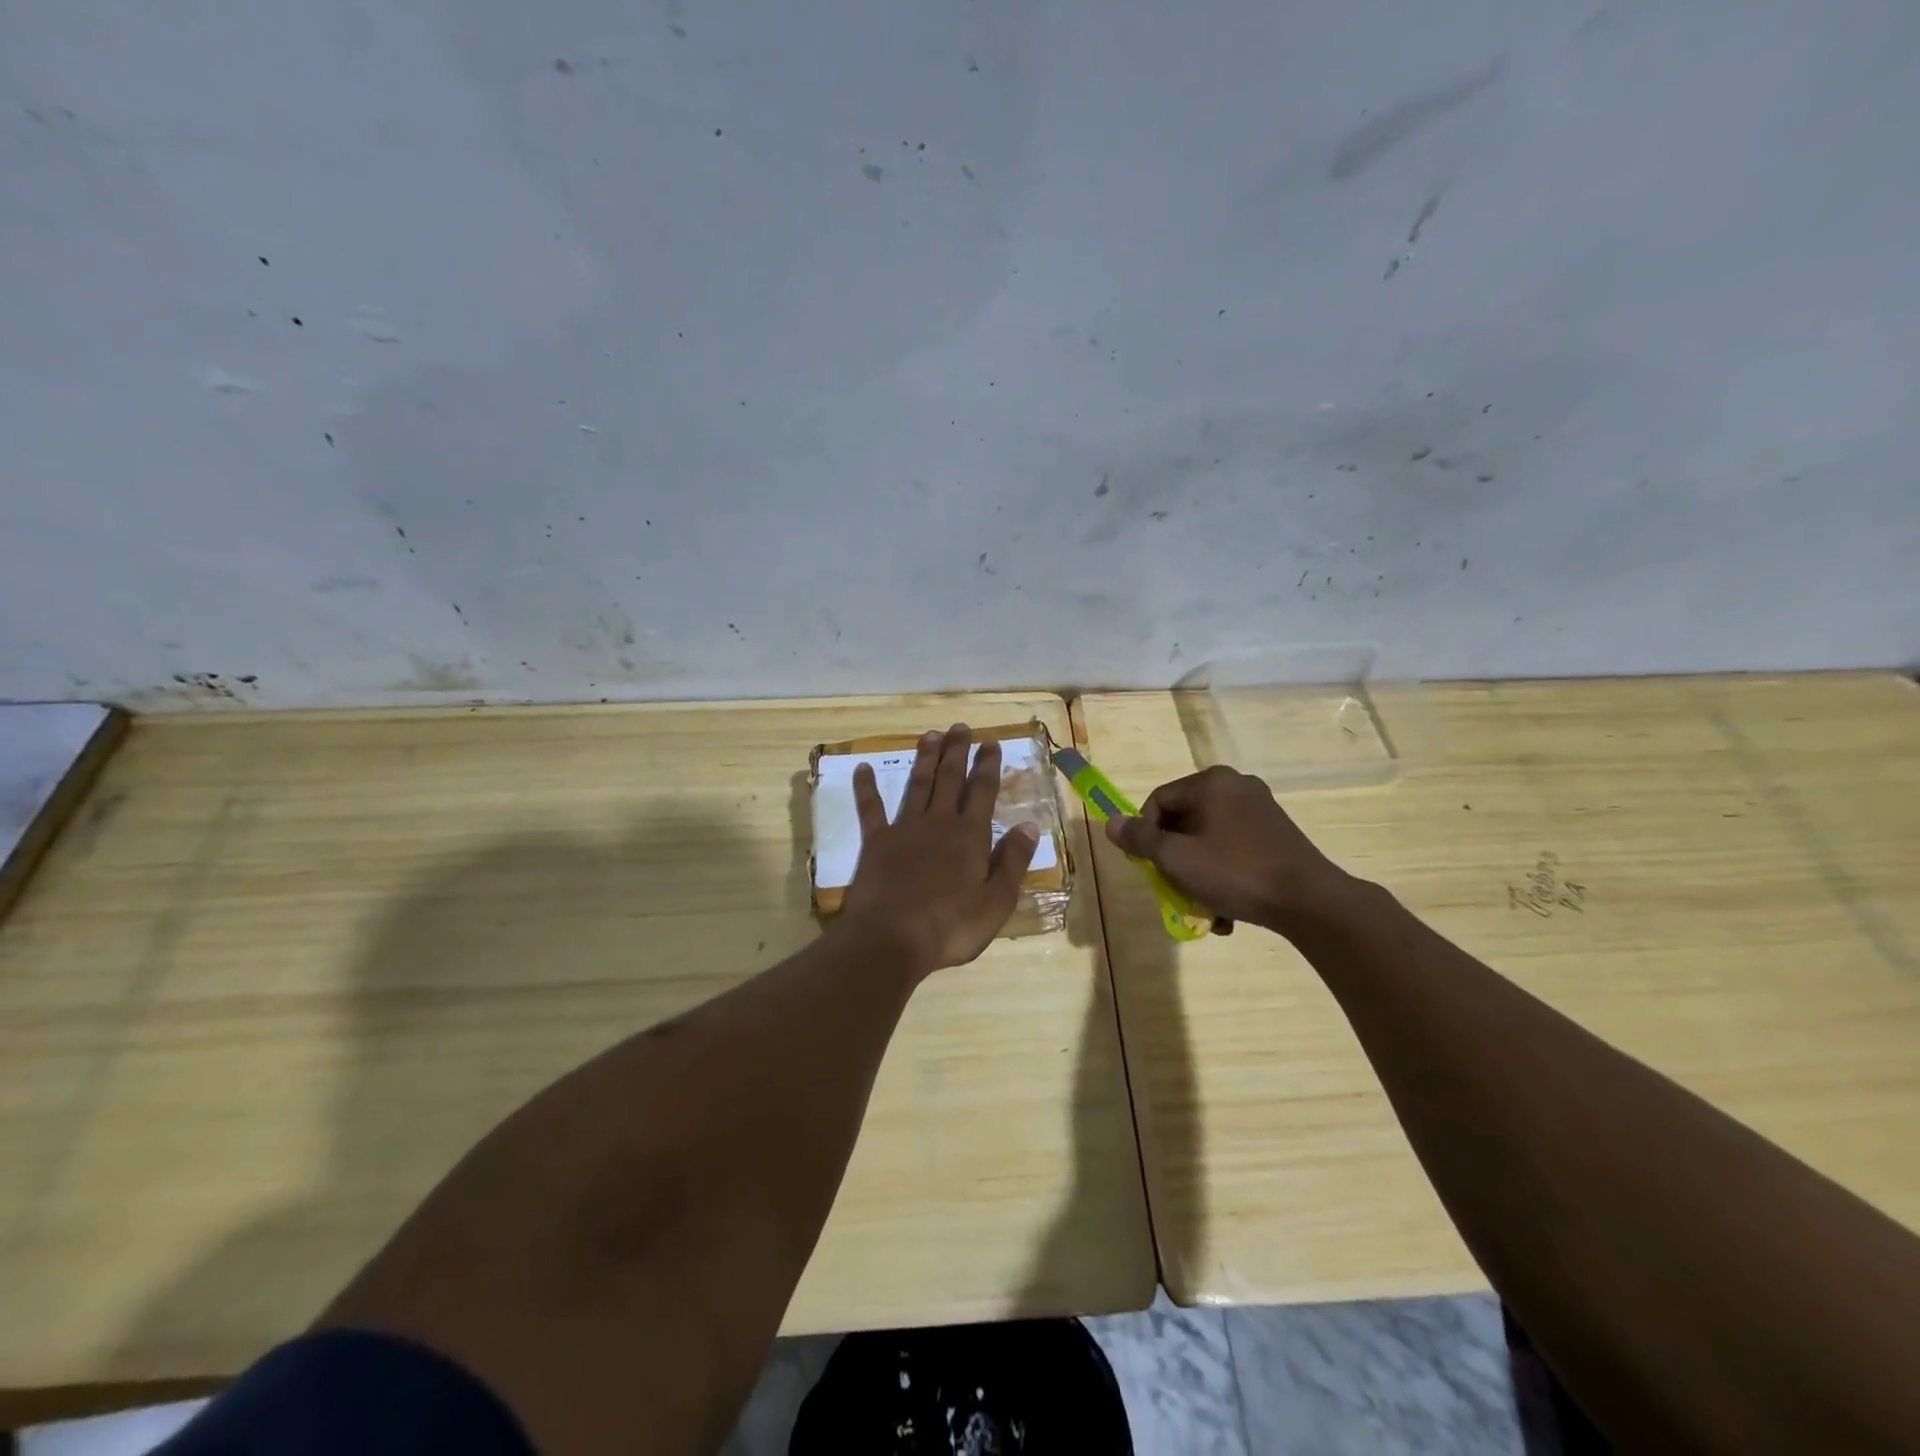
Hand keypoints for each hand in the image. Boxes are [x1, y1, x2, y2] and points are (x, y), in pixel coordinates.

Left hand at [840, 724, 1038, 975]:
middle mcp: (939, 823)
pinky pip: (870, 808)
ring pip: (917, 785)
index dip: (988, 765)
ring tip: (930, 735)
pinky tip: (862, 767)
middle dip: (957, 752)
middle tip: (960, 727)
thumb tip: (1030, 825)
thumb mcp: (996, 902)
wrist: (892, 938)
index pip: (983, 792)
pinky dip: (866, 787)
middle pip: (950, 779)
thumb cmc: (951, 927)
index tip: (991, 742)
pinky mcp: (876, 842)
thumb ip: (1013, 861)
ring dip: (925, 759)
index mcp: (970, 836)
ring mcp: (905, 829)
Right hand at [1105, 765, 1352, 934]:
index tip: (1148, 867)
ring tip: (1204, 909)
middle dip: (1174, 860)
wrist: (1310, 901)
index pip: (1158, 801)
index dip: (1145, 834)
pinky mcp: (1277, 834)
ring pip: (1209, 840)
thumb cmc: (1235, 873)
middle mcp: (1236, 786)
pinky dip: (1224, 875)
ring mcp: (1260, 809)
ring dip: (1198, 874)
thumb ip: (1140, 839)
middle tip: (1173, 889)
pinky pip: (1234, 849)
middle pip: (1184, 821)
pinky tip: (1227, 910)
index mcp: (1211, 783)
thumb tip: (1111, 823)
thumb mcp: (1177, 859)